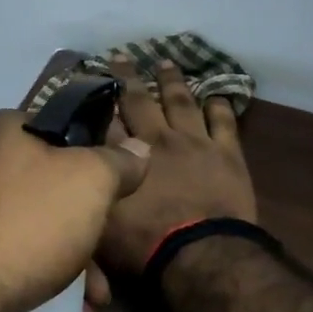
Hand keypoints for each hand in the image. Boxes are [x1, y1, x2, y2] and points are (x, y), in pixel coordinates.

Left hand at [0, 109, 151, 311]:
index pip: (60, 130)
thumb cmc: (27, 224)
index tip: (114, 195)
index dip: (93, 161)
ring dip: (71, 268)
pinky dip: (39, 282)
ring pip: (32, 229)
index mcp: (1, 130)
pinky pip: (8, 258)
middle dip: (85, 232)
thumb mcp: (90, 183)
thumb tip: (138, 147)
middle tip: (107, 264)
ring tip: (94, 306)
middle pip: (48, 189)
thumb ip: (118, 162)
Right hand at [92, 58, 257, 291]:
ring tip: (166, 63)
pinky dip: (217, 106)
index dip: (100, 99)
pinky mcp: (227, 154)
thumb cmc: (144, 244)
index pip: (107, 119)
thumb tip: (84, 157)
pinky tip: (214, 94)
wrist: (201, 255)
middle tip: (122, 56)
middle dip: (128, 78)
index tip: (95, 81)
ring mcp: (195, 143)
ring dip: (172, 81)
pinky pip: (222, 122)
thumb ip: (93, 183)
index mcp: (125, 154)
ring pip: (181, 102)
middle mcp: (157, 139)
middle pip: (139, 100)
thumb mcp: (101, 217)